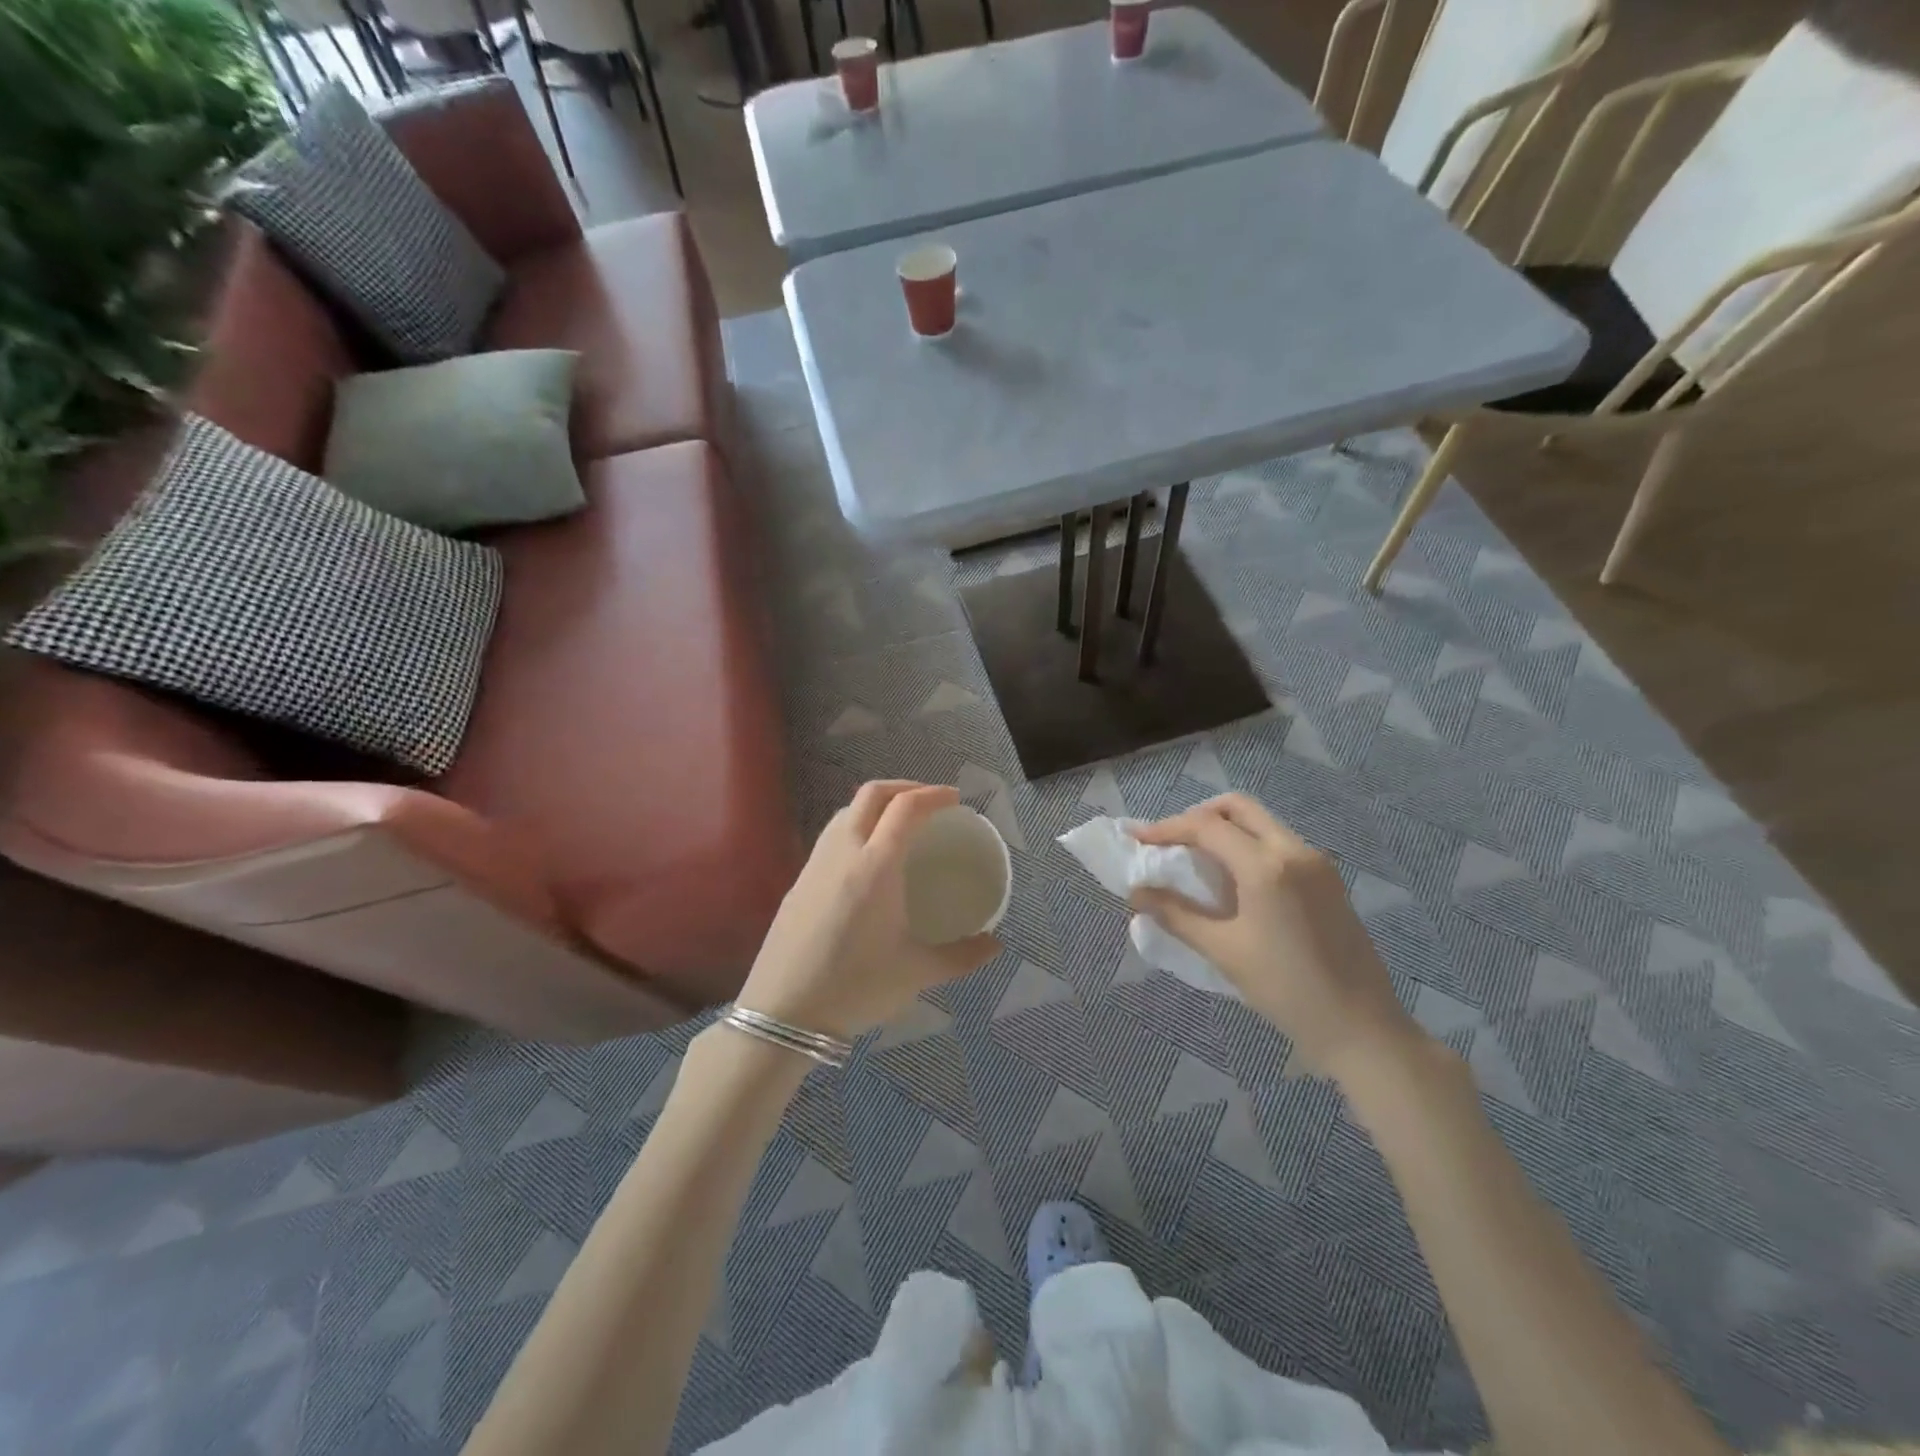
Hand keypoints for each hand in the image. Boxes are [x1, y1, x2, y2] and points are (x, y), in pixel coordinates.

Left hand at [737, 781, 1000, 1041]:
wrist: (783, 1014)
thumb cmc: (856, 987)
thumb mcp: (917, 973)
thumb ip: (961, 956)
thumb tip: (995, 945)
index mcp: (876, 866)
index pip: (906, 808)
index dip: (934, 795)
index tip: (956, 799)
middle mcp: (843, 853)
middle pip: (871, 794)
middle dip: (904, 787)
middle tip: (930, 803)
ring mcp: (814, 865)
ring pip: (845, 811)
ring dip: (875, 805)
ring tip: (898, 825)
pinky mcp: (798, 882)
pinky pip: (830, 836)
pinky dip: (855, 827)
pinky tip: (865, 859)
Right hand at [1131, 794, 1423, 1078]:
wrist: (1362, 1027)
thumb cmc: (1286, 989)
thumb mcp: (1224, 951)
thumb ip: (1177, 914)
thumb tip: (1137, 893)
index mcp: (1266, 865)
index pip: (1206, 826)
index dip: (1166, 828)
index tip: (1137, 839)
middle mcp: (1294, 850)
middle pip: (1238, 808)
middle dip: (1198, 817)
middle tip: (1170, 842)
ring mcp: (1316, 862)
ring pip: (1261, 823)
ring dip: (1224, 830)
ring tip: (1196, 861)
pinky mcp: (1328, 878)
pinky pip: (1278, 843)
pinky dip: (1248, 846)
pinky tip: (1233, 880)